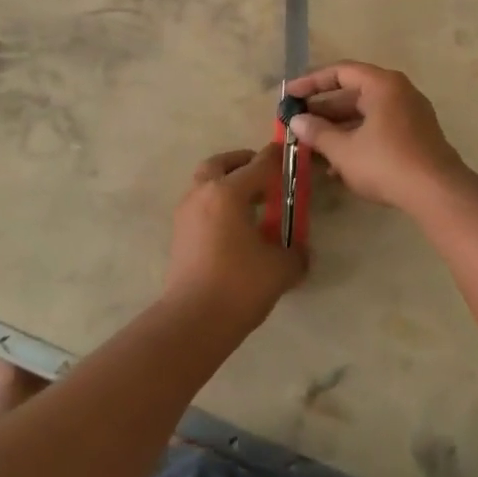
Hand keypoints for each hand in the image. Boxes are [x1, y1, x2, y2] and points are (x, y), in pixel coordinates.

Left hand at [165, 146, 307, 329]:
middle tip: (264, 177)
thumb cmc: (240, 285)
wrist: (193, 321)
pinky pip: (201, 206)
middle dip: (243, 164)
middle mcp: (202, 194)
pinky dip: (217, 206)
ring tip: (252, 205)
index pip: (258, 164)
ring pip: (206, 184)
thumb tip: (298, 250)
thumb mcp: (281, 268)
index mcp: (227, 192)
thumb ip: (295, 251)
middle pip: (221, 164)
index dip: (278, 159)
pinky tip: (236, 229)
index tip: (292, 155)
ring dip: (227, 185)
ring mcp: (186, 214)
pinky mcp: (179, 234)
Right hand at [285, 61, 467, 212]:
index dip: (311, 82)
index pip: (341, 72)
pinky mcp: (415, 137)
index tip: (289, 95)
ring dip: (337, 129)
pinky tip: (336, 166)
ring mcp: (410, 115)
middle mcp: (399, 93)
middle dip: (323, 110)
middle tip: (297, 122)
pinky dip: (357, 140)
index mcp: (382, 85)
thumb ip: (317, 132)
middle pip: (353, 94)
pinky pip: (378, 130)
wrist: (438, 193)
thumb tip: (297, 121)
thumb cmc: (386, 163)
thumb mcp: (344, 150)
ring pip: (365, 115)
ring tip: (311, 147)